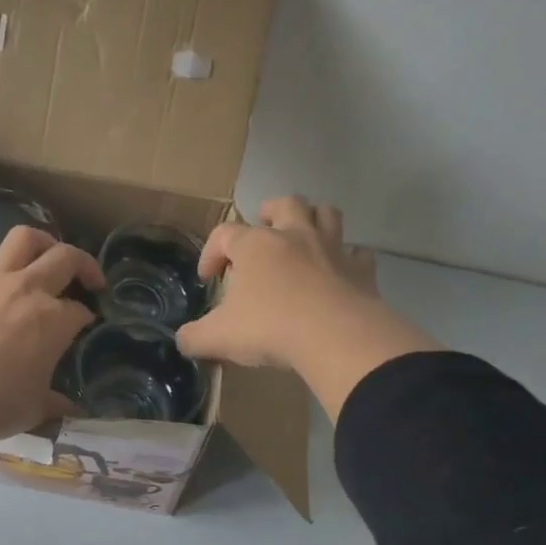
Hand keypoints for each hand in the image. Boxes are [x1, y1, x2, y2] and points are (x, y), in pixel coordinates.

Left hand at [0, 225, 103, 445]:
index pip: (81, 310)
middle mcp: (29, 290)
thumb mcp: (36, 408)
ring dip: (38, 242)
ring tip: (43, 257)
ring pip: (22, 239)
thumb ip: (55, 402)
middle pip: (65, 257)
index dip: (86, 317)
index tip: (85, 326)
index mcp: (56, 320)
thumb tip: (70, 409)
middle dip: (83, 264)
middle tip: (87, 279)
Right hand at [175, 196, 373, 369]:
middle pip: (283, 204)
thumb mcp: (218, 337)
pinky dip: (349, 258)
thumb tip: (183, 340)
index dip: (211, 253)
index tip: (208, 279)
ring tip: (301, 238)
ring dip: (312, 219)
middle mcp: (294, 236)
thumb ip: (194, 337)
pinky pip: (359, 253)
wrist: (336, 338)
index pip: (224, 234)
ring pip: (326, 214)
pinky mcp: (362, 270)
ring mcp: (332, 249)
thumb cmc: (270, 328)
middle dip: (269, 213)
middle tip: (261, 233)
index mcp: (255, 246)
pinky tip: (341, 271)